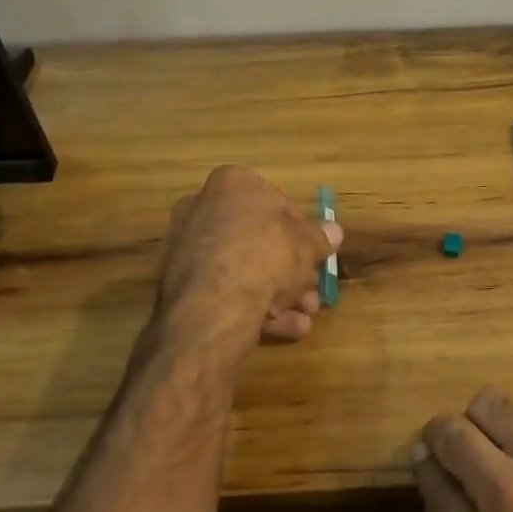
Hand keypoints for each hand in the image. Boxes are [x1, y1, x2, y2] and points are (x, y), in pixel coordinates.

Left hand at [151, 165, 341, 364]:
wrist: (214, 306)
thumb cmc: (265, 256)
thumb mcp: (307, 244)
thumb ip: (320, 237)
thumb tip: (333, 231)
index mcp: (231, 184)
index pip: (275, 201)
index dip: (301, 229)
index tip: (315, 252)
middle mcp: (202, 208)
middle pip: (258, 238)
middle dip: (290, 267)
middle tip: (312, 289)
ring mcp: (186, 248)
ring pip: (242, 268)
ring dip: (278, 291)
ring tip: (305, 314)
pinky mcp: (179, 285)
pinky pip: (224, 290)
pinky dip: (253, 306)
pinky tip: (284, 327)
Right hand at [412, 386, 512, 511]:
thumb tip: (442, 483)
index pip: (430, 485)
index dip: (426, 467)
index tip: (429, 460)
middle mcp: (504, 496)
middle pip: (450, 434)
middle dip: (443, 434)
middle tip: (454, 439)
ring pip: (489, 403)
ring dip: (485, 418)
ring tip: (499, 433)